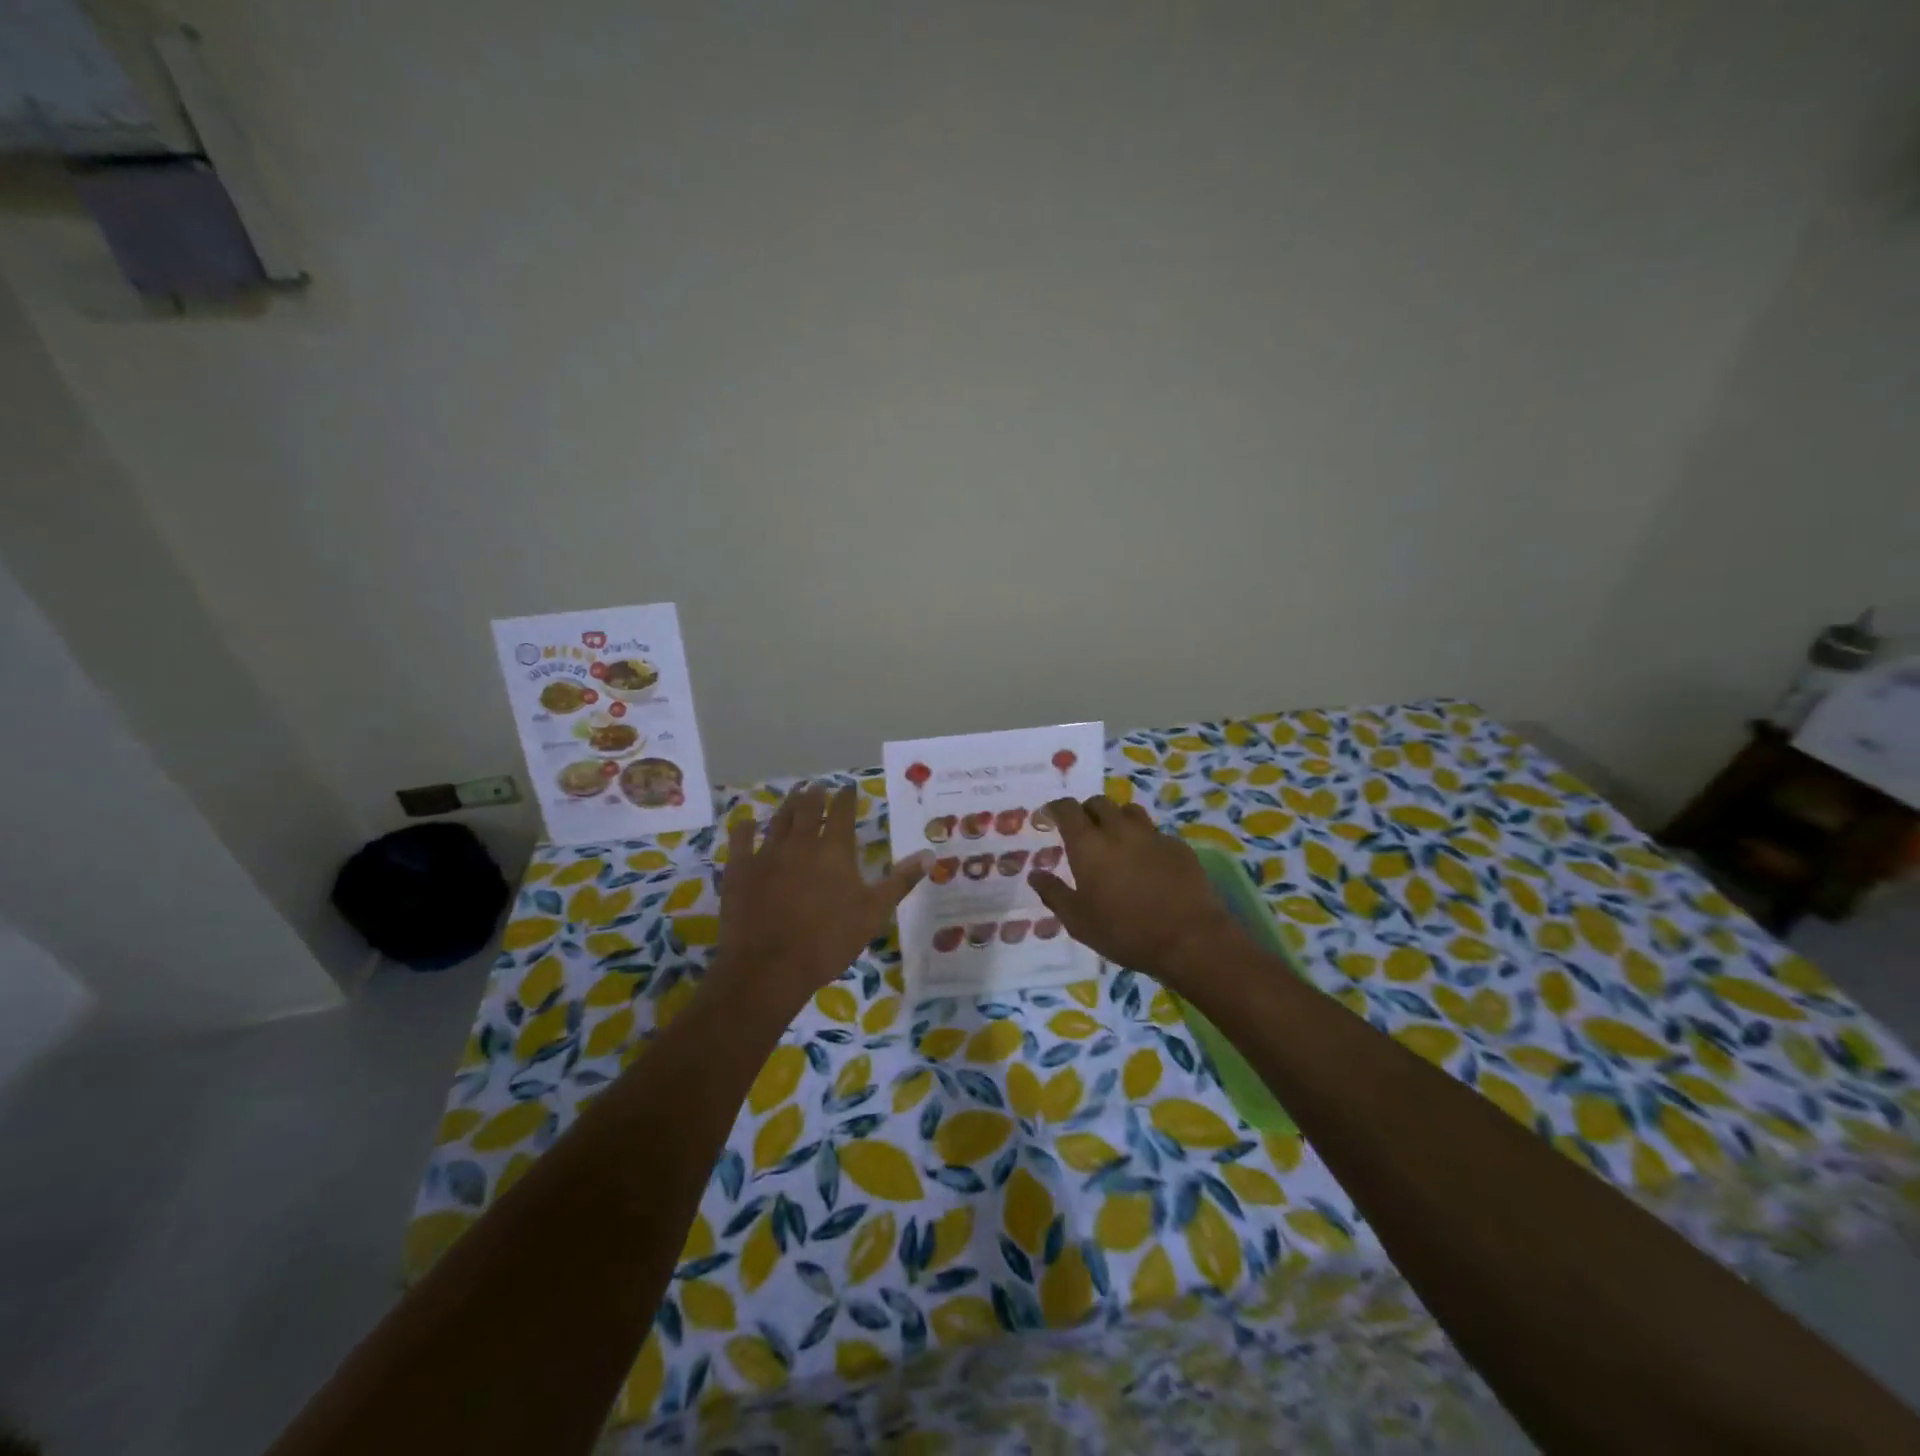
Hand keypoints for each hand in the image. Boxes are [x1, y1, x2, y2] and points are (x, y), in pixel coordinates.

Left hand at [715, 782, 928, 1009]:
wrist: (770, 967)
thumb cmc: (828, 941)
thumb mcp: (874, 913)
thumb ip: (900, 881)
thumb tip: (930, 854)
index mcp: (834, 850)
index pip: (843, 812)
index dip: (847, 797)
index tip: (849, 788)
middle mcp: (801, 843)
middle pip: (808, 809)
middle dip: (815, 795)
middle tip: (818, 787)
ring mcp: (767, 854)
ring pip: (779, 820)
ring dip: (788, 805)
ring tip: (794, 794)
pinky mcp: (739, 870)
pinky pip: (740, 840)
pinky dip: (744, 828)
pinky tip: (745, 822)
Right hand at [1027, 794, 1239, 983]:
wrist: (1190, 938)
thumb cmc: (1125, 931)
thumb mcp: (1078, 921)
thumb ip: (1054, 894)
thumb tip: (1035, 875)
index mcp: (1088, 844)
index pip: (1066, 809)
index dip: (1054, 808)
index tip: (1048, 818)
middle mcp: (1118, 830)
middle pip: (1098, 802)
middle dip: (1085, 811)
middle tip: (1082, 831)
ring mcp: (1151, 835)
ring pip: (1129, 810)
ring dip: (1116, 818)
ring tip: (1115, 840)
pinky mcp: (1178, 846)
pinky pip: (1154, 832)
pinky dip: (1143, 839)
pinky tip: (1146, 862)